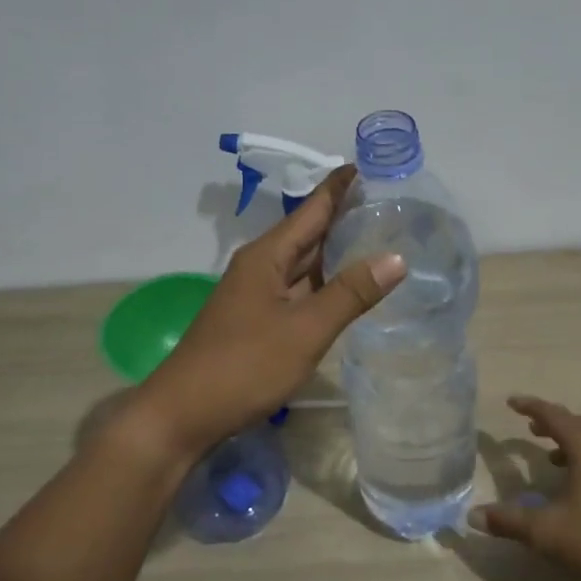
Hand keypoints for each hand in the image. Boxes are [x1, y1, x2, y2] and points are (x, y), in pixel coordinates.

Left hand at [133, 165, 404, 458]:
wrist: (184, 414)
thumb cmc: (244, 366)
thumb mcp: (305, 329)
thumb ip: (350, 293)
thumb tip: (396, 257)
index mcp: (267, 256)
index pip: (312, 209)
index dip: (340, 187)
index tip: (370, 166)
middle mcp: (260, 268)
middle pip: (308, 233)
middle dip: (344, 217)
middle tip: (390, 204)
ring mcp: (257, 296)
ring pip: (304, 265)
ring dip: (337, 252)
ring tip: (379, 240)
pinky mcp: (258, 322)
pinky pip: (299, 291)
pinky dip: (325, 285)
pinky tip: (348, 290)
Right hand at [476, 396, 580, 580]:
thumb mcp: (544, 532)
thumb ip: (508, 520)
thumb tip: (472, 515)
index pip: (557, 418)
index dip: (532, 407)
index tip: (511, 402)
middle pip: (580, 425)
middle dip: (554, 421)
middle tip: (529, 425)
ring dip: (570, 440)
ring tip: (548, 454)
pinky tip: (573, 485)